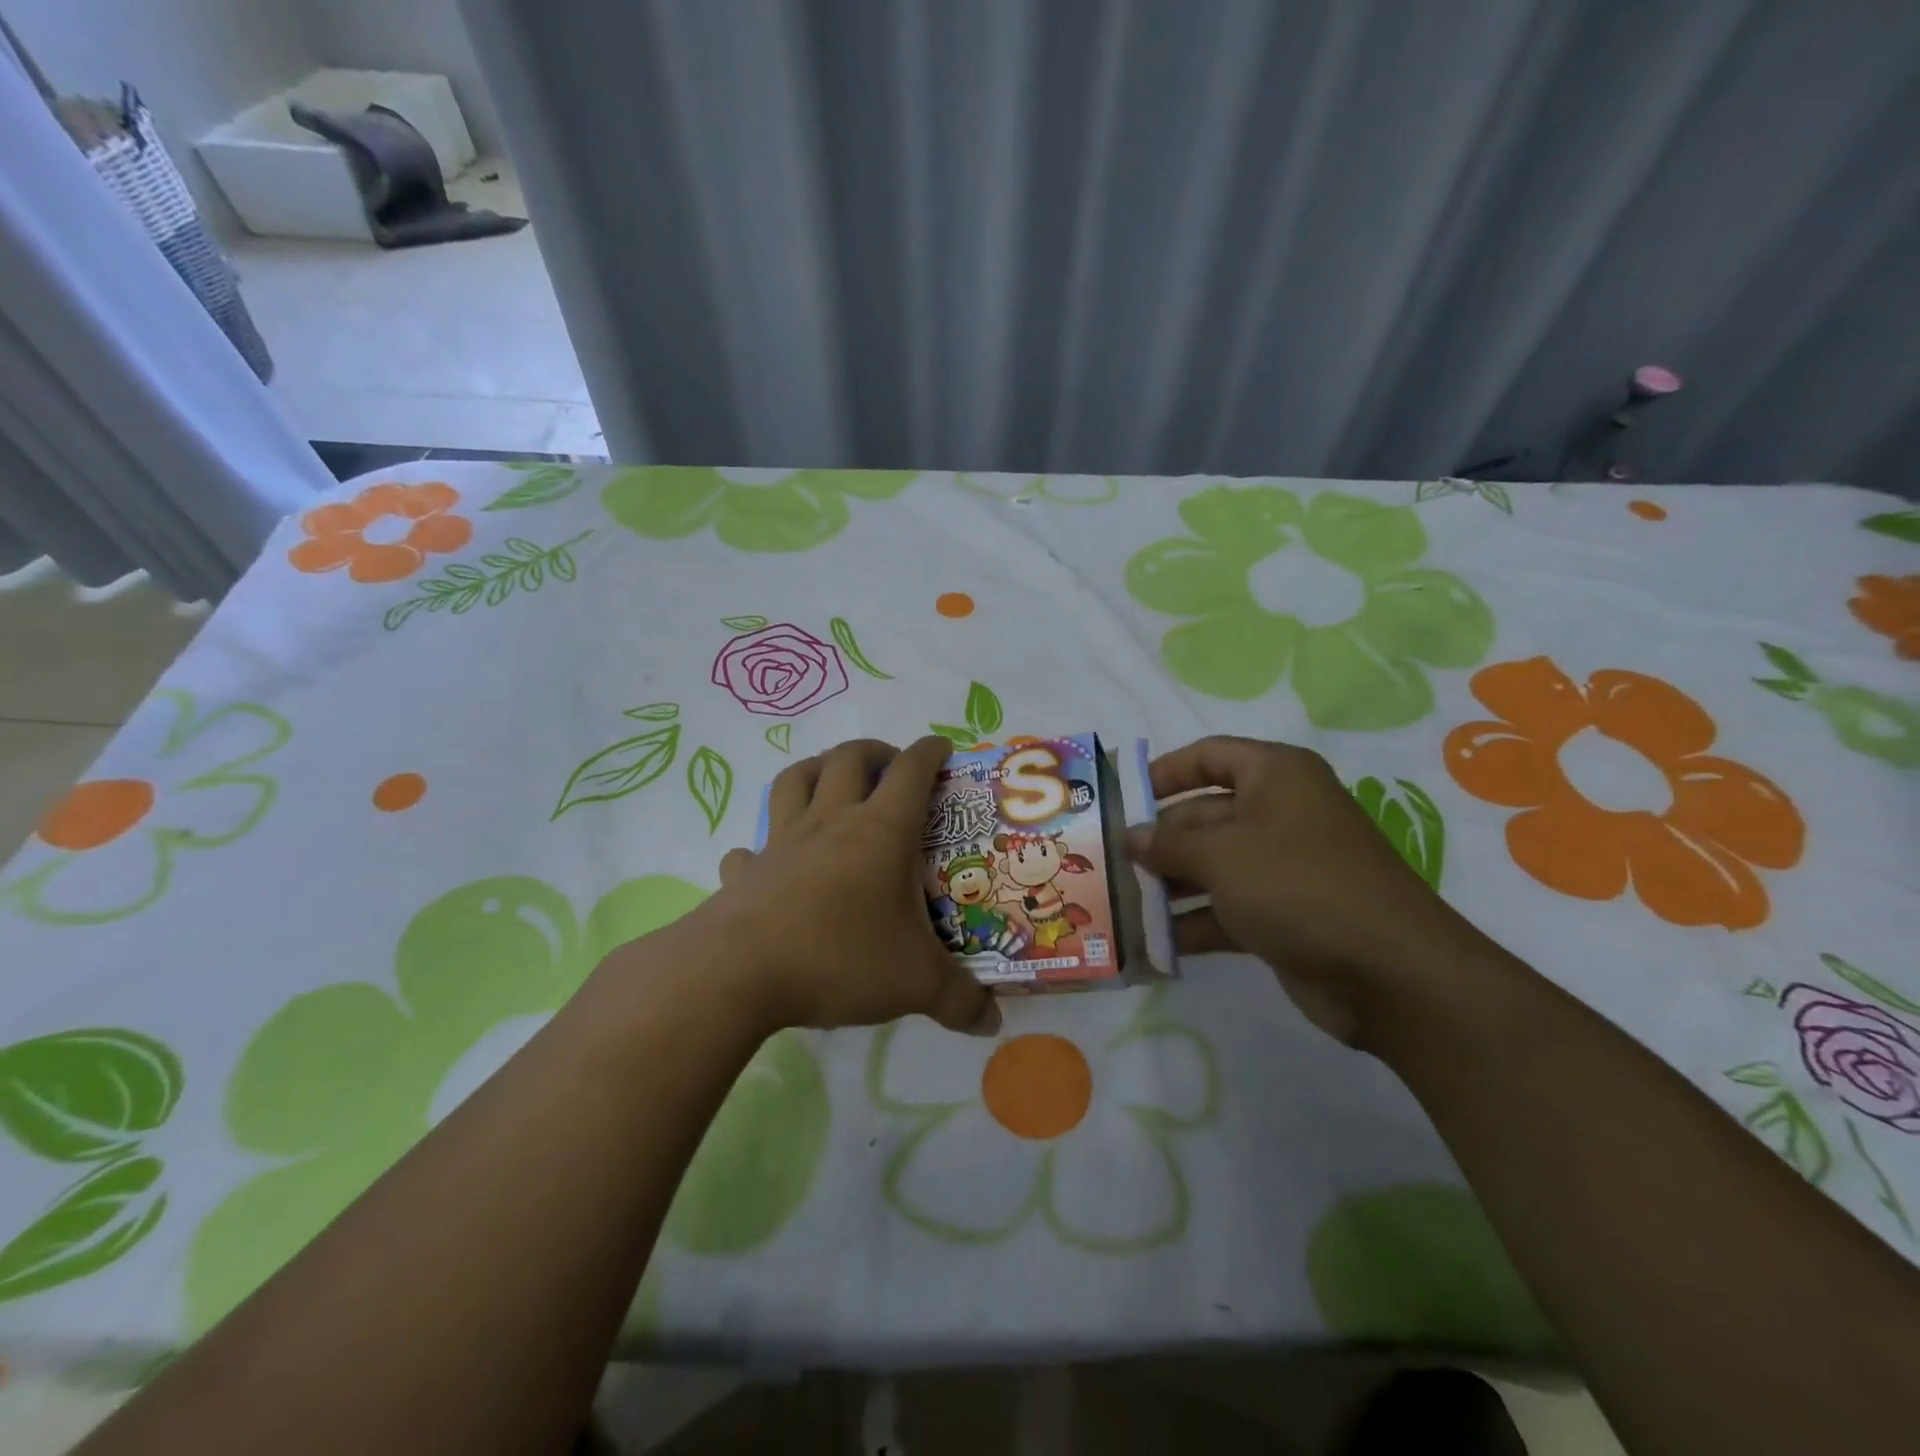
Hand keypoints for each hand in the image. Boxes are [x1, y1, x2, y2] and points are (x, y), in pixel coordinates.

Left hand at [703, 737, 999, 1035]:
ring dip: (817, 769)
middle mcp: (831, 822)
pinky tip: (770, 862)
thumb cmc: (840, 958)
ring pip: (795, 780)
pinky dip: (762, 846)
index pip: (911, 770)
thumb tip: (992, 1023)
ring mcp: (782, 842)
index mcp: (880, 831)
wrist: (739, 973)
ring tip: (833, 781)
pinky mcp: (746, 872)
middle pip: (850, 758)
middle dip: (875, 751)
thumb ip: (959, 1000)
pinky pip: (751, 847)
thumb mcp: (915, 983)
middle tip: (891, 766)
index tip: (942, 748)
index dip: (929, 752)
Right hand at [1124, 736, 1493, 1044]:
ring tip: (1118, 904)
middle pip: (1202, 815)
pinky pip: (1224, 909)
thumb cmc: (1298, 885)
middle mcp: (1278, 813)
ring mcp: (1281, 867)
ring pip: (1211, 866)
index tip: (1122, 798)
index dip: (1163, 772)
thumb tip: (1130, 837)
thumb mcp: (1222, 854)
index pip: (1208, 755)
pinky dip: (1191, 924)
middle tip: (1106, 862)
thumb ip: (1168, 843)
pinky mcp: (1282, 915)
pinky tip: (1149, 943)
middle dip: (1157, 841)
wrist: (1390, 974)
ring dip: (1167, 886)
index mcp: (1275, 776)